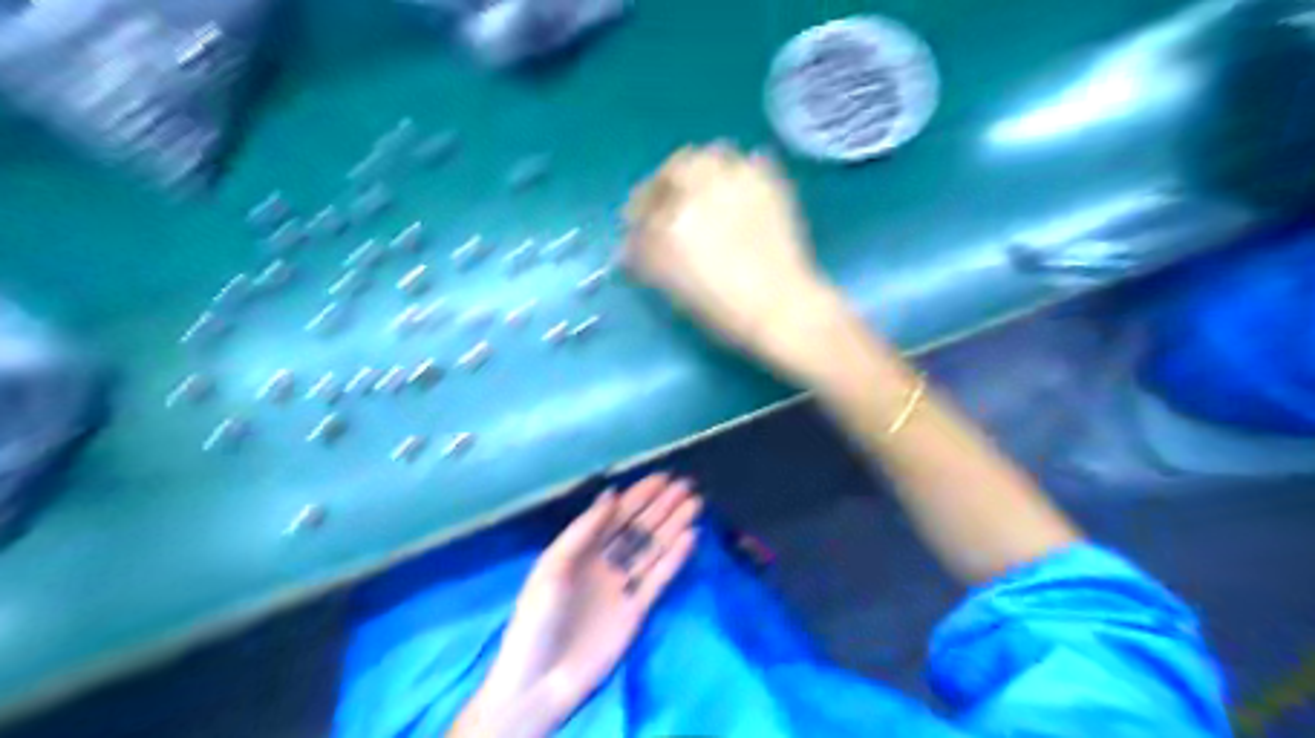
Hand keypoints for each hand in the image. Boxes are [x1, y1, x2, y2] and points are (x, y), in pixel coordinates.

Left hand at [465, 476, 707, 735]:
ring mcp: (622, 584)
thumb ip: (584, 530)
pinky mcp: (637, 609)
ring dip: (673, 526)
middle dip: (662, 506)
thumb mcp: (553, 567)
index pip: (615, 514)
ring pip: (653, 548)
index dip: (639, 495)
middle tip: (687, 485)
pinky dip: (675, 558)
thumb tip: (612, 493)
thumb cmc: (537, 619)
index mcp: (580, 549)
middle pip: (638, 528)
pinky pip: (660, 577)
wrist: (539, 682)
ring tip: (695, 503)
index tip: (663, 477)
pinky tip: (691, 537)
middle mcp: (604, 561)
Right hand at [623, 145, 840, 379]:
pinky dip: (739, 170)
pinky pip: (751, 161)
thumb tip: (628, 247)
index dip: (638, 211)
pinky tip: (737, 192)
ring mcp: (740, 182)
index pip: (644, 204)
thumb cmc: (723, 309)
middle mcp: (703, 192)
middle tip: (668, 199)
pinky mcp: (771, 184)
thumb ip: (647, 260)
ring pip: (711, 155)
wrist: (780, 307)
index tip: (637, 221)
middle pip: (676, 167)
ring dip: (700, 168)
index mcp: (673, 223)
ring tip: (703, 189)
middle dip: (666, 181)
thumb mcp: (674, 288)